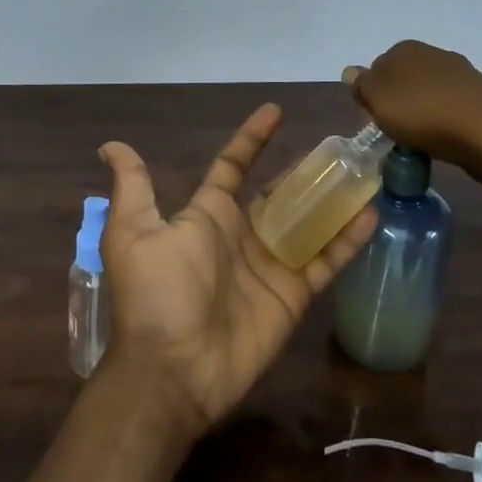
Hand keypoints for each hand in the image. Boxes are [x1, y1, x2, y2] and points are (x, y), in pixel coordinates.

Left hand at [97, 103, 376, 432]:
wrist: (174, 369)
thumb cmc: (155, 293)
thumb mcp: (135, 232)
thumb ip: (133, 187)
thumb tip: (110, 145)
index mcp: (208, 214)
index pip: (234, 165)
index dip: (252, 139)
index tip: (275, 111)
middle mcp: (241, 233)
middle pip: (279, 192)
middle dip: (303, 170)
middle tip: (337, 147)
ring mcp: (270, 264)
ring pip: (307, 221)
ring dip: (331, 199)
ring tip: (362, 172)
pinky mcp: (292, 294)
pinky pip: (325, 260)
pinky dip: (347, 239)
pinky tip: (371, 214)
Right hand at [345, 40, 481, 196]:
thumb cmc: (423, 113)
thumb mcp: (378, 100)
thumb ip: (361, 85)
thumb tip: (350, 71)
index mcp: (404, 48)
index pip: (376, 69)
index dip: (372, 96)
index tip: (375, 121)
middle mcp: (432, 52)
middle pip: (402, 80)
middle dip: (397, 103)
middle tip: (395, 132)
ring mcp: (459, 72)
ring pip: (427, 93)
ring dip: (421, 113)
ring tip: (420, 141)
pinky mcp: (479, 95)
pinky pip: (450, 107)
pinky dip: (443, 121)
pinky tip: (444, 139)